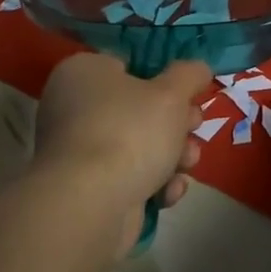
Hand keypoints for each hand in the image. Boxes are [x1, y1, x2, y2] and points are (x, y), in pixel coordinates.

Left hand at [33, 53, 211, 255]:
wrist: (91, 204)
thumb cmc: (130, 132)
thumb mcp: (172, 93)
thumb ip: (189, 75)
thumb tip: (198, 69)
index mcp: (83, 73)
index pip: (128, 66)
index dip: (163, 80)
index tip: (189, 94)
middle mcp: (73, 108)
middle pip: (138, 109)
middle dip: (176, 123)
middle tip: (195, 127)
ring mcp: (78, 152)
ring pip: (138, 146)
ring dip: (172, 156)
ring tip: (189, 164)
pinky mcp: (86, 189)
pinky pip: (127, 177)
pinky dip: (152, 184)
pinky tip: (168, 193)